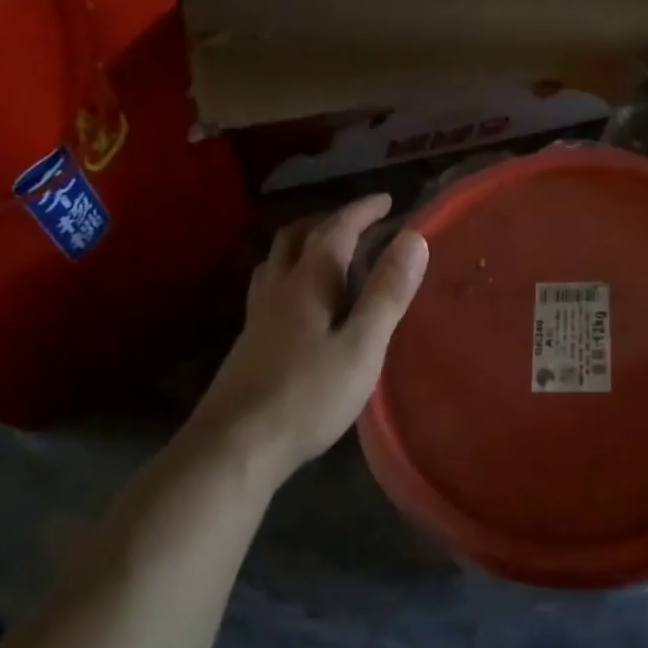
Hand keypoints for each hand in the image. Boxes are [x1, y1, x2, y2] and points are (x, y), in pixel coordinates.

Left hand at [183, 194, 427, 487]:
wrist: (234, 447)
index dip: (361, 211)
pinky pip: (269, 286)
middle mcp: (278, 289)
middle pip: (296, 237)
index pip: (336, 231)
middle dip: (328, 220)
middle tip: (357, 222)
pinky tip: (299, 301)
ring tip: (327, 251)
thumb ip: (387, 293)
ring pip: (276, 261)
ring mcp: (257, 316)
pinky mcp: (249, 342)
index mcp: (308, 283)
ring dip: (303, 243)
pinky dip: (290, 273)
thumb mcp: (361, 347)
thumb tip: (413, 239)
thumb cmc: (307, 396)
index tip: (386, 200)